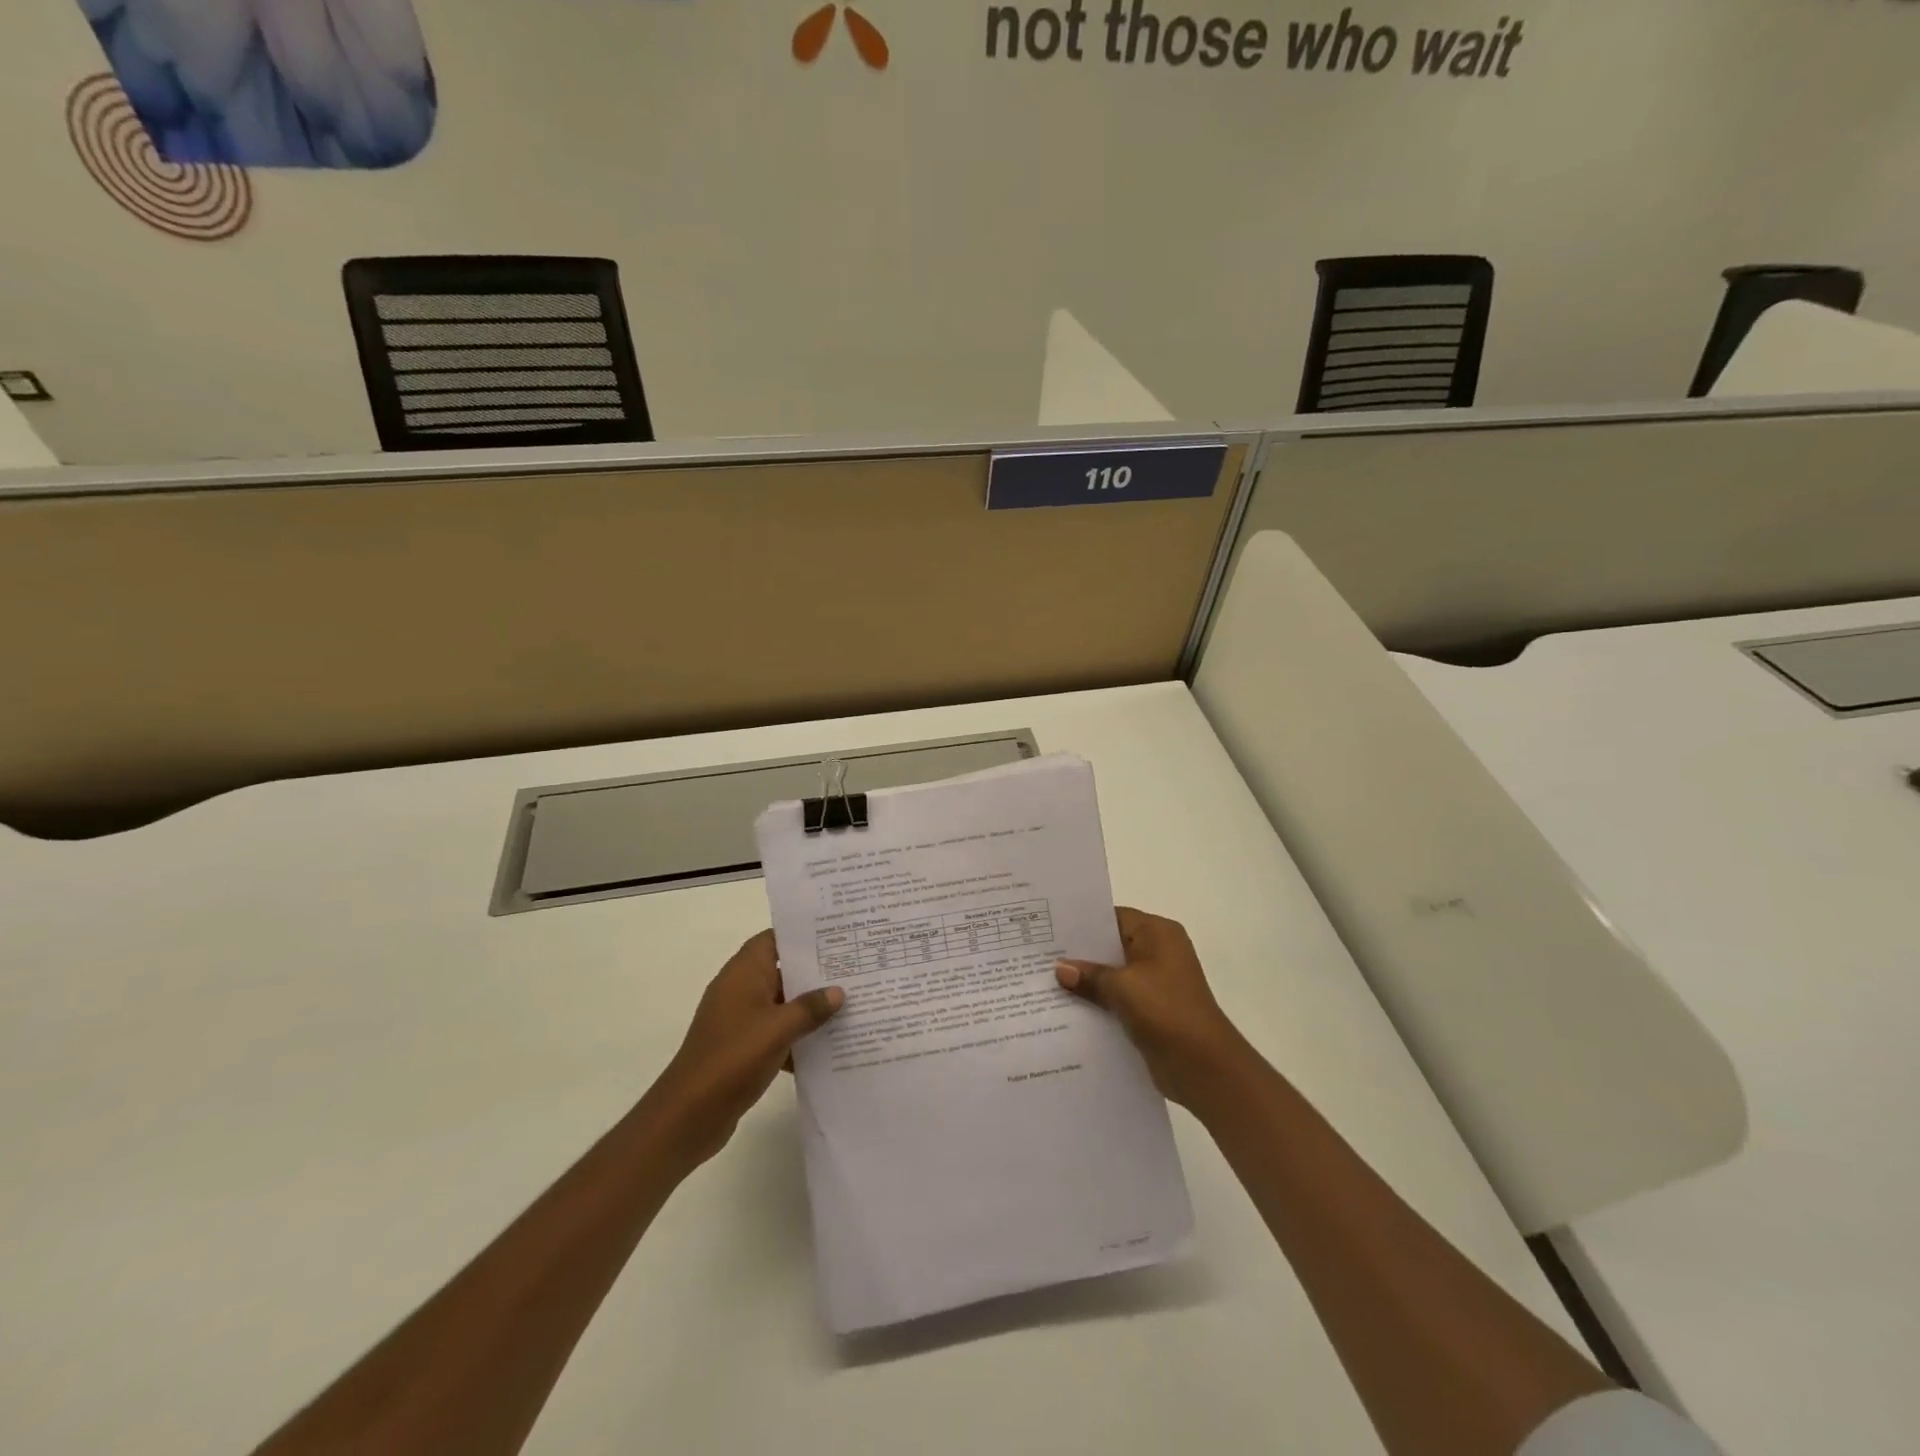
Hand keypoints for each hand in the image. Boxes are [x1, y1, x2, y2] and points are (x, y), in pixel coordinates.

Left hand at [651, 931, 842, 1165]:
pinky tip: (829, 1047)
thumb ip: (810, 1008)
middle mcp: (740, 990)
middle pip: (782, 971)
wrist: (688, 1116)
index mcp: (743, 974)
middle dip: (815, 973)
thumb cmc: (732, 1058)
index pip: (773, 939)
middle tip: (854, 969)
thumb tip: (837, 992)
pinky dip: (799, 1038)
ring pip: (783, 1004)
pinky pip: (778, 1033)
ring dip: (810, 1008)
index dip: (802, 935)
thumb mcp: (777, 1029)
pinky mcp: (743, 1049)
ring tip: (851, 1005)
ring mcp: (741, 1021)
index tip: (836, 935)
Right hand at [1056, 907, 1247, 1109]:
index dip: (1082, 922)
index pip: (1113, 917)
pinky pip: (1118, 998)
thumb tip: (1060, 968)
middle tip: (1039, 955)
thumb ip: (1089, 975)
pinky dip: (1098, 1001)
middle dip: (1080, 953)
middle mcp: (1159, 952)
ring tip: (1044, 981)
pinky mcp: (1152, 1010)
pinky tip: (1066, 1008)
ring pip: (1113, 974)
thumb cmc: (1165, 1011)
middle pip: (1111, 945)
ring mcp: (1156, 982)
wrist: (1204, 1066)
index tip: (1048, 928)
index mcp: (1158, 933)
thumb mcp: (1122, 987)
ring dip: (1087, 980)